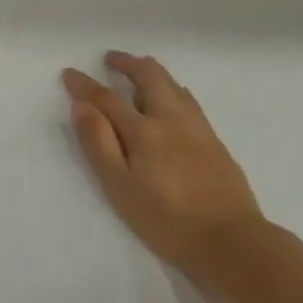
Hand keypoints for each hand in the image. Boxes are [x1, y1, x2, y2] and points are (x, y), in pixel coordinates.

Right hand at [62, 51, 264, 275]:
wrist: (233, 243)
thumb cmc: (167, 220)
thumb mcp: (120, 187)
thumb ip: (99, 144)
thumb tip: (81, 107)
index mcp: (144, 131)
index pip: (108, 98)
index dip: (85, 85)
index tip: (69, 74)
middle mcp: (172, 120)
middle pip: (150, 76)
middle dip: (127, 63)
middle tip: (110, 59)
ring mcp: (198, 129)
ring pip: (173, 85)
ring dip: (152, 72)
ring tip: (139, 71)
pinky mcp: (215, 142)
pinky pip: (189, 101)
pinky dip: (172, 88)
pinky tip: (172, 99)